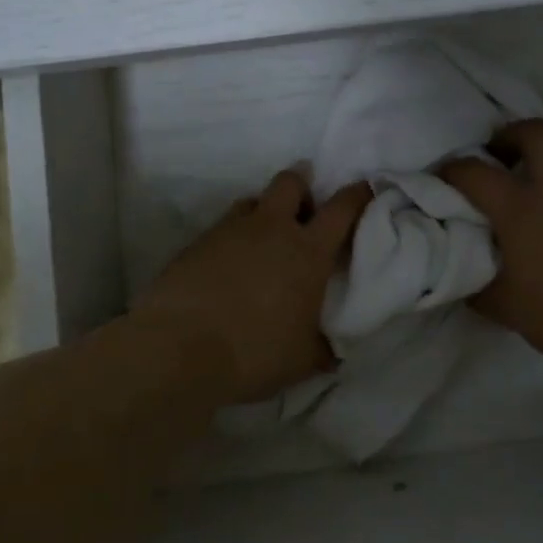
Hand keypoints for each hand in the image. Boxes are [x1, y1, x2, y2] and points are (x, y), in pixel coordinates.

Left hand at [134, 170, 371, 403]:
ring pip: (252, 201)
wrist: (179, 349)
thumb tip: (330, 353)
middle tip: (304, 211)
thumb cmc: (254, 352)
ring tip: (263, 241)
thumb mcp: (301, 361)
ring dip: (263, 213)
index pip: (341, 209)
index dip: (356, 196)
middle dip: (302, 186)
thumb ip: (320, 350)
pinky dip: (232, 240)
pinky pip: (221, 228)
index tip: (362, 190)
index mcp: (307, 252)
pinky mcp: (196, 243)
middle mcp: (271, 230)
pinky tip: (228, 268)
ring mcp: (229, 231)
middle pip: (290, 182)